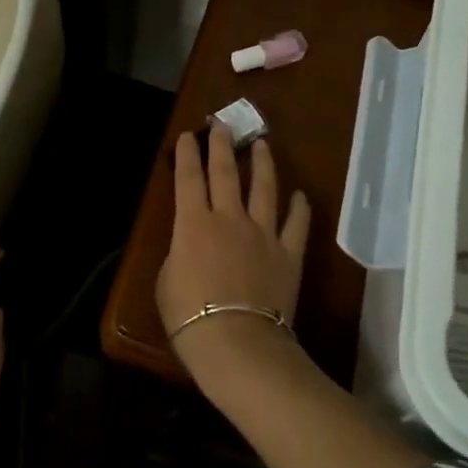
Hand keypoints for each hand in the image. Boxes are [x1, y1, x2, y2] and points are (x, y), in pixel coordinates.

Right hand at [157, 127, 310, 368]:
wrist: (237, 342)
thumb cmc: (189, 316)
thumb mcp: (166, 281)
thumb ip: (179, 253)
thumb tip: (190, 244)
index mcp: (192, 223)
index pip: (188, 178)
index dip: (187, 154)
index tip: (189, 135)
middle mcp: (229, 218)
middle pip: (227, 172)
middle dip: (222, 145)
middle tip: (222, 125)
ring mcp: (263, 234)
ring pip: (265, 189)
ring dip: (263, 164)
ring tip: (262, 144)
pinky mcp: (288, 254)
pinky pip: (296, 225)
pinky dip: (299, 208)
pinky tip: (301, 195)